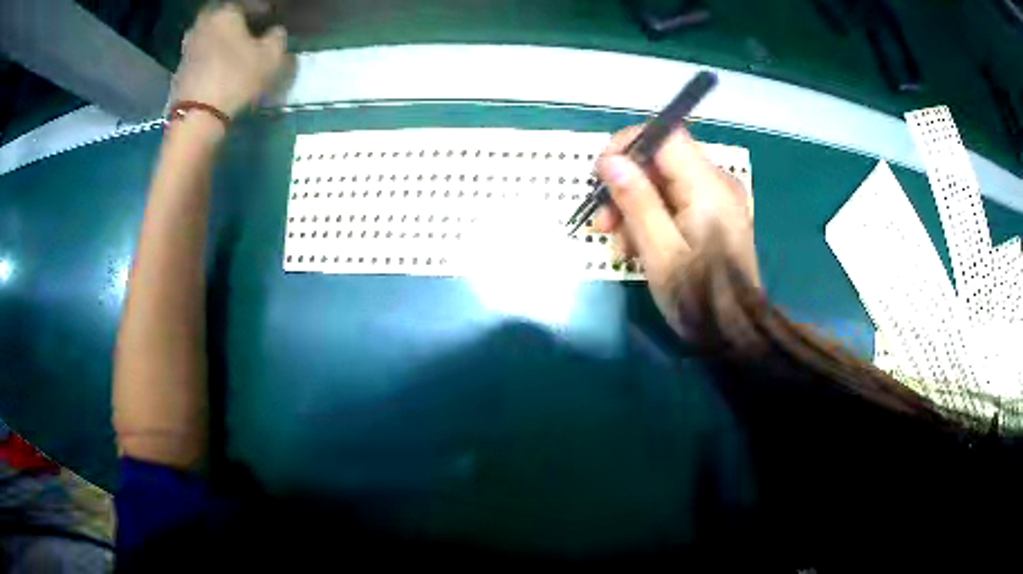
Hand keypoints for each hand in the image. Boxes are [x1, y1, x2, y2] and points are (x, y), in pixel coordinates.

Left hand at [173, 3, 288, 118]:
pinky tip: (216, 68)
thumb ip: (277, 38)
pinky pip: (198, 54)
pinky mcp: (178, 70)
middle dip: (233, 21)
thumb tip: (274, 33)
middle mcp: (203, 24)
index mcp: (225, 13)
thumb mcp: (271, 57)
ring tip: (231, 51)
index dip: (261, 10)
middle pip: (221, 15)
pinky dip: (208, 56)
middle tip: (246, 30)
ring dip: (218, 38)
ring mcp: (187, 47)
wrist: (196, 117)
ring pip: (207, 34)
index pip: (247, 3)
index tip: (270, 18)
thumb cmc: (236, 79)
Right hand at [593, 125, 758, 334]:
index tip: (601, 174)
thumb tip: (610, 161)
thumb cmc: (698, 297)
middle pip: (662, 159)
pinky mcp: (714, 213)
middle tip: (602, 222)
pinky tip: (638, 245)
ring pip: (665, 181)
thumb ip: (637, 201)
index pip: (666, 135)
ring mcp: (718, 198)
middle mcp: (717, 182)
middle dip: (626, 184)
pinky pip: (676, 199)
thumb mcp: (659, 253)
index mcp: (708, 186)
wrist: (734, 331)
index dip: (628, 145)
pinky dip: (652, 215)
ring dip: (635, 204)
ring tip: (618, 243)